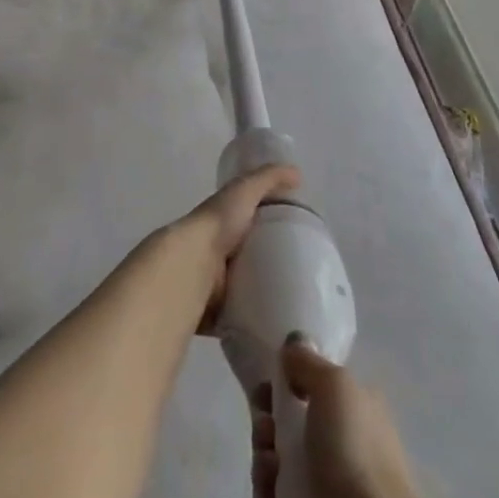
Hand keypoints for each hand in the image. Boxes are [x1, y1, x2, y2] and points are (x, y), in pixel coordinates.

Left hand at [138, 164, 299, 331]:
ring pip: (246, 290)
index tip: (299, 239)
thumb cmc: (217, 224)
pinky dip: (255, 322)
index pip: (248, 225)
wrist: (191, 265)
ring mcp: (215, 286)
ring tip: (300, 302)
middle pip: (249, 259)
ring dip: (264, 294)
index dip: (269, 228)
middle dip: (271, 265)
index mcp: (221, 225)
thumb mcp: (244, 191)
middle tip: (307, 274)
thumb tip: (297, 173)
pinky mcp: (216, 313)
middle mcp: (216, 254)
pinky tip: (280, 324)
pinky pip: (241, 319)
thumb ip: (268, 178)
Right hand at [252, 338, 433, 497]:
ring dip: (267, 459)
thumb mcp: (333, 387)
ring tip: (270, 471)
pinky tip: (272, 497)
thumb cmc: (354, 450)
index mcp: (355, 401)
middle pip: (292, 420)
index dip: (282, 385)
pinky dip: (273, 491)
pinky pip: (286, 493)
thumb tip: (294, 344)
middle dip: (269, 426)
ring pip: (285, 457)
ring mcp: (336, 475)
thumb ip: (309, 363)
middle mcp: (347, 433)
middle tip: (265, 435)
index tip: (264, 396)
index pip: (310, 383)